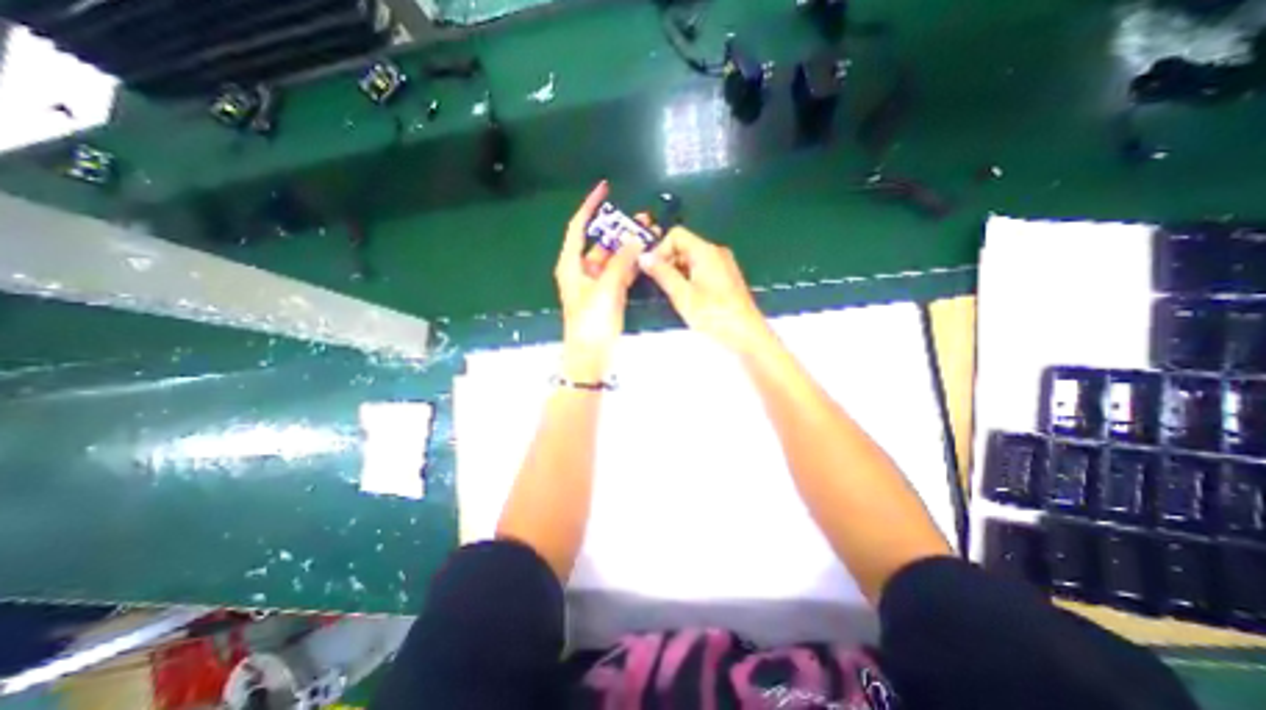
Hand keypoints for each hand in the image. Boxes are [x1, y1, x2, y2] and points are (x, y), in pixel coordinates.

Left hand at [556, 182, 643, 380]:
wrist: (591, 356)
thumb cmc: (591, 322)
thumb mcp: (605, 289)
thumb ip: (621, 263)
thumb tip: (635, 239)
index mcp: (572, 265)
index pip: (579, 228)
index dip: (589, 206)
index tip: (604, 189)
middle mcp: (581, 270)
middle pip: (600, 242)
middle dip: (619, 229)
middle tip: (642, 219)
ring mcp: (595, 283)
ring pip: (612, 258)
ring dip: (628, 247)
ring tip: (649, 234)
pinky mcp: (607, 295)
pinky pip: (619, 273)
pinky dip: (630, 264)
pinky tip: (645, 256)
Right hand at [645, 224, 770, 352]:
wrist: (746, 335)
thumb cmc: (714, 315)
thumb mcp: (682, 295)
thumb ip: (662, 274)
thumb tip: (643, 257)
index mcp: (706, 251)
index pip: (676, 235)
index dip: (660, 249)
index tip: (652, 271)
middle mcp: (716, 252)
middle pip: (684, 246)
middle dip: (668, 262)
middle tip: (660, 286)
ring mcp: (723, 265)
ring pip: (691, 260)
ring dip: (677, 273)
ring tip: (673, 295)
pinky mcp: (726, 278)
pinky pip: (701, 270)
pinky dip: (689, 279)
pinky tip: (687, 298)